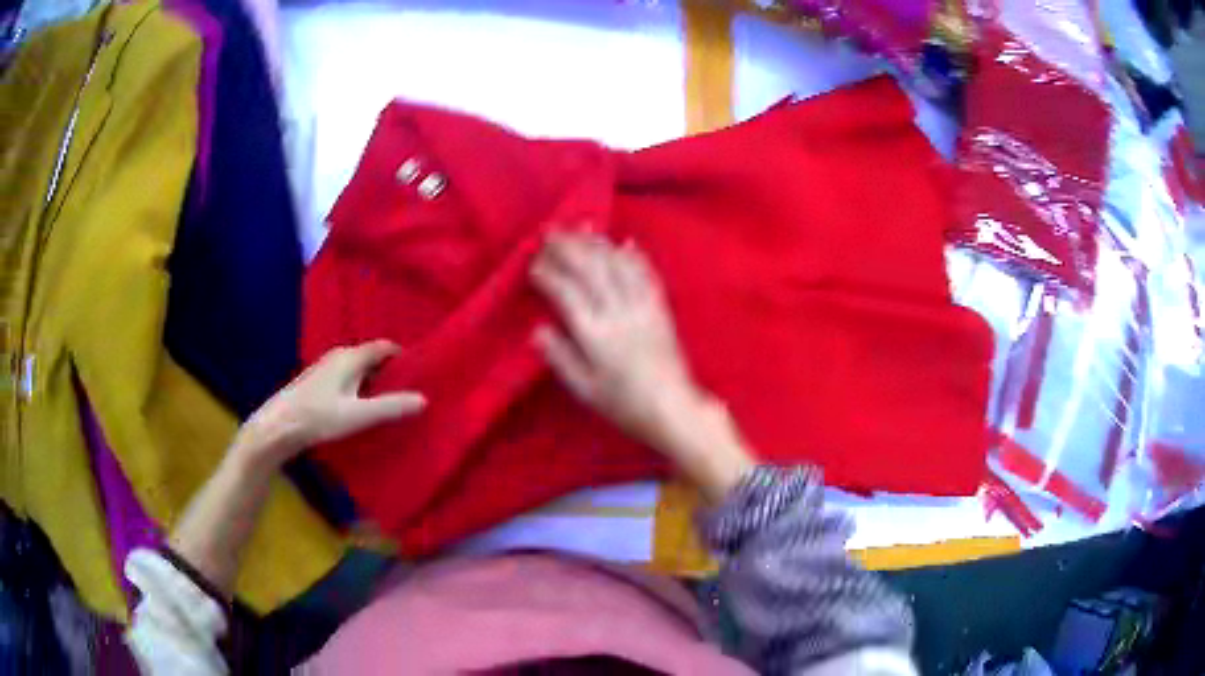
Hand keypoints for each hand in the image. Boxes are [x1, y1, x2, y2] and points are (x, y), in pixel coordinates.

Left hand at [233, 340, 425, 468]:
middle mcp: (339, 356)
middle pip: (372, 357)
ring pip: (359, 369)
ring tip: (389, 403)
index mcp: (351, 357)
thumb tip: (425, 399)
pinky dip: (360, 388)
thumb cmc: (319, 417)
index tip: (421, 373)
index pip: (385, 347)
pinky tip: (361, 409)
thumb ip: (391, 407)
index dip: (404, 357)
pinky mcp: (318, 383)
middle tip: (409, 391)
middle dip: (391, 371)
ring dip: (375, 382)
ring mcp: (326, 368)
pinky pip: (348, 378)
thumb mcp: (359, 415)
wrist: (278, 426)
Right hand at [531, 231, 754, 498]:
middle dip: (569, 247)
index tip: (533, 263)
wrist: (672, 408)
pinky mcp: (660, 308)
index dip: (548, 274)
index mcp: (595, 334)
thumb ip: (561, 357)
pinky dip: (634, 255)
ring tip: (581, 228)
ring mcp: (643, 307)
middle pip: (591, 269)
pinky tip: (625, 243)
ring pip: (618, 265)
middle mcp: (619, 313)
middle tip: (550, 231)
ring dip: (598, 243)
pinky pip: (647, 274)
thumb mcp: (585, 390)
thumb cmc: (624, 404)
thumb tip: (537, 329)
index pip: (566, 293)